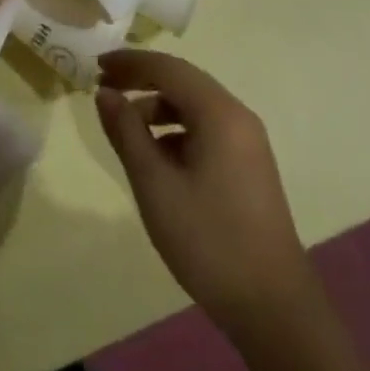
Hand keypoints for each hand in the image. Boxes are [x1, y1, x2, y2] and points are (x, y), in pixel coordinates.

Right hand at [95, 49, 312, 328]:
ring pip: (195, 106)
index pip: (168, 68)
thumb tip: (105, 93)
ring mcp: (247, 141)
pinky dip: (176, 130)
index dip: (130, 62)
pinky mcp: (249, 165)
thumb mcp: (155, 184)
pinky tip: (157, 158)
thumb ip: (127, 132)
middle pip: (183, 81)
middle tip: (104, 89)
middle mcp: (237, 116)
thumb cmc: (208, 240)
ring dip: (157, 108)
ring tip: (125, 129)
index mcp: (219, 112)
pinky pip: (206, 129)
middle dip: (142, 80)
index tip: (96, 65)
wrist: (273, 307)